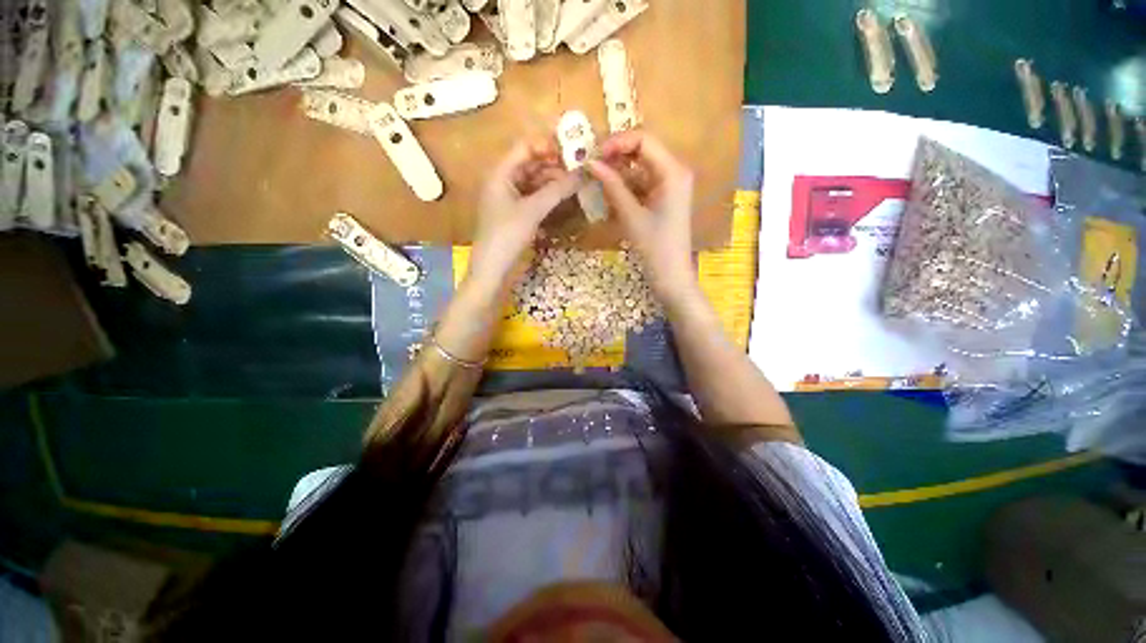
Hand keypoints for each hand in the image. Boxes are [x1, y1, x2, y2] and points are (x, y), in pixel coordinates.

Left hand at [469, 138, 582, 287]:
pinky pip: (534, 197)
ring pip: (534, 182)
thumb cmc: (507, 236)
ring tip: (575, 183)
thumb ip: (557, 190)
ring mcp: (510, 199)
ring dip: (553, 181)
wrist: (493, 270)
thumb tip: (583, 173)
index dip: (548, 146)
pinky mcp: (516, 215)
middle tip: (579, 168)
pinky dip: (547, 196)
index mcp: (500, 173)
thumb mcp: (533, 210)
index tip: (572, 151)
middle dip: (554, 164)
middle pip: (530, 164)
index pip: (525, 147)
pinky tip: (563, 198)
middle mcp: (504, 182)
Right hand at [586, 132, 696, 301]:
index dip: (617, 143)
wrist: (671, 275)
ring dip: (619, 170)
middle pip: (643, 149)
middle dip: (616, 155)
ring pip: (641, 166)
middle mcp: (675, 171)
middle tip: (592, 165)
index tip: (594, 155)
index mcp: (673, 171)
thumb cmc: (654, 247)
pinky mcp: (665, 197)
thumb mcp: (631, 215)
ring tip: (597, 178)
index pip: (643, 140)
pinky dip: (627, 184)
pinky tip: (610, 192)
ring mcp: (671, 184)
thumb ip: (612, 186)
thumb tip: (591, 163)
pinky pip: (643, 181)